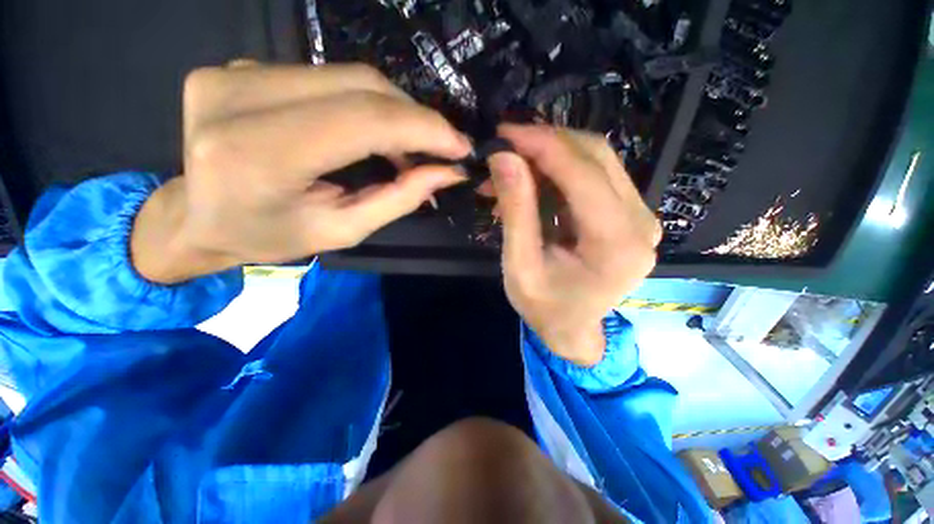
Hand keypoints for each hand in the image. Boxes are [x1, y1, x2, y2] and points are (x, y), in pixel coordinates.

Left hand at [131, 63, 471, 283]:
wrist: (196, 216)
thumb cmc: (269, 236)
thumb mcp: (343, 230)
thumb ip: (399, 199)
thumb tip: (448, 172)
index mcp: (258, 155)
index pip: (363, 121)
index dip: (423, 129)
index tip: (461, 146)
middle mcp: (239, 98)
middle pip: (360, 86)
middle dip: (416, 118)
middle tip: (443, 148)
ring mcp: (235, 72)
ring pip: (348, 76)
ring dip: (395, 112)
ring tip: (412, 147)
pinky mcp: (241, 66)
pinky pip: (328, 77)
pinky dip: (366, 104)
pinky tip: (376, 132)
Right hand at [488, 125, 660, 366]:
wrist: (572, 328)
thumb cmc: (544, 308)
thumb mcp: (520, 267)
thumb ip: (516, 213)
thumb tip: (503, 158)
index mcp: (616, 245)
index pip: (583, 175)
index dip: (543, 145)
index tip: (505, 133)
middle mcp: (640, 224)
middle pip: (596, 157)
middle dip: (546, 143)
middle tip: (506, 145)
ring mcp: (639, 217)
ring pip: (597, 160)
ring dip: (550, 155)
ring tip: (513, 165)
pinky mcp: (628, 215)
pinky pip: (594, 176)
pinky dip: (559, 170)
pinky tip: (532, 179)